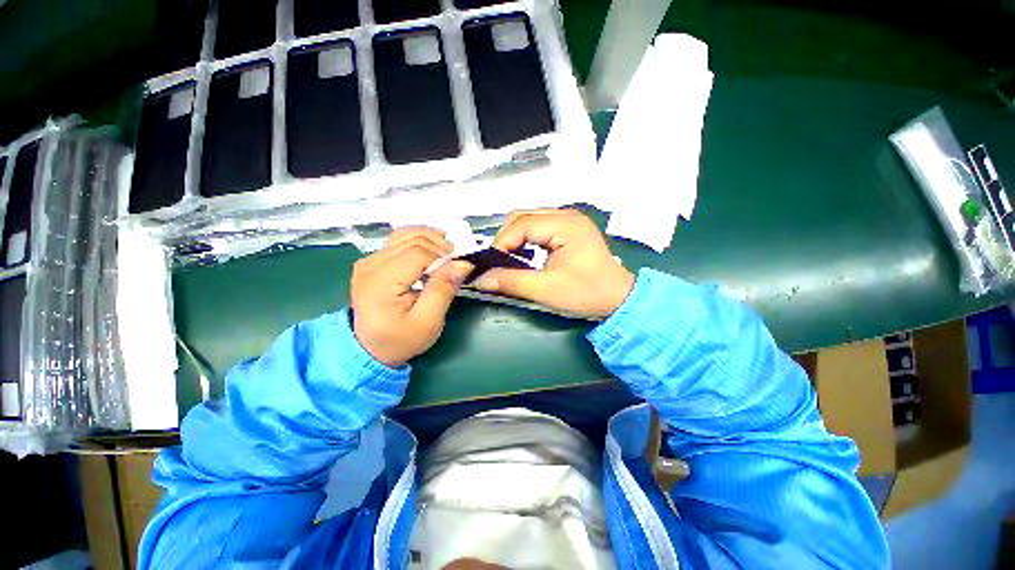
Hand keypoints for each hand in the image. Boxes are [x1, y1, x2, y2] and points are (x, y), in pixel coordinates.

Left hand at [351, 227, 472, 366]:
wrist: (369, 349)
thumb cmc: (399, 340)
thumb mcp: (426, 324)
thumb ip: (442, 291)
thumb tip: (462, 263)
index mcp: (381, 282)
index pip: (417, 253)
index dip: (442, 256)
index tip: (460, 268)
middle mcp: (370, 265)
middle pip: (410, 240)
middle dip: (438, 246)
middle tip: (456, 261)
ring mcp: (367, 261)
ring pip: (403, 235)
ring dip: (428, 239)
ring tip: (445, 253)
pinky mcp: (369, 261)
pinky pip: (395, 242)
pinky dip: (415, 241)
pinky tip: (429, 251)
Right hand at [476, 209, 634, 318]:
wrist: (619, 299)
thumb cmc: (586, 293)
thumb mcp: (546, 290)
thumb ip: (510, 281)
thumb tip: (479, 279)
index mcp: (565, 224)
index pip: (521, 225)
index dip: (500, 243)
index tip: (488, 265)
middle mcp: (567, 214)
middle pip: (523, 216)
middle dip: (506, 239)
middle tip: (496, 263)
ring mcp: (570, 219)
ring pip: (529, 218)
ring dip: (516, 237)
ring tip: (508, 261)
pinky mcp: (571, 227)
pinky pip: (540, 224)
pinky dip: (527, 238)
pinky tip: (525, 255)